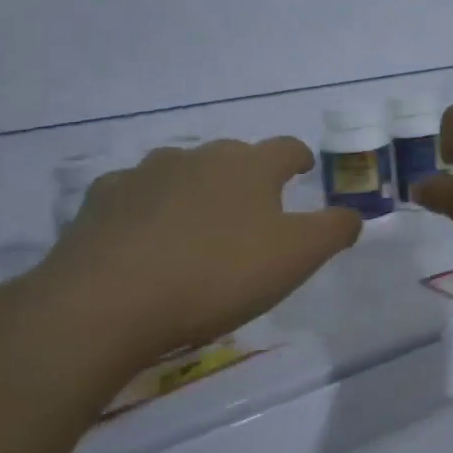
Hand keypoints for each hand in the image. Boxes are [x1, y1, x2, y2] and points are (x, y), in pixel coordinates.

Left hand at [27, 137, 361, 370]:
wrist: (106, 303)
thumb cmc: (217, 275)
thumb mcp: (297, 258)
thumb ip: (333, 231)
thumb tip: (352, 215)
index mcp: (249, 166)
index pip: (286, 148)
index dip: (300, 158)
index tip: (303, 169)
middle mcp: (197, 157)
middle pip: (233, 156)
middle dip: (248, 176)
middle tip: (254, 210)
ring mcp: (143, 175)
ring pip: (182, 172)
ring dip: (196, 190)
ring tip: (199, 226)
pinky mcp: (99, 201)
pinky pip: (135, 196)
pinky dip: (148, 209)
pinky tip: (146, 240)